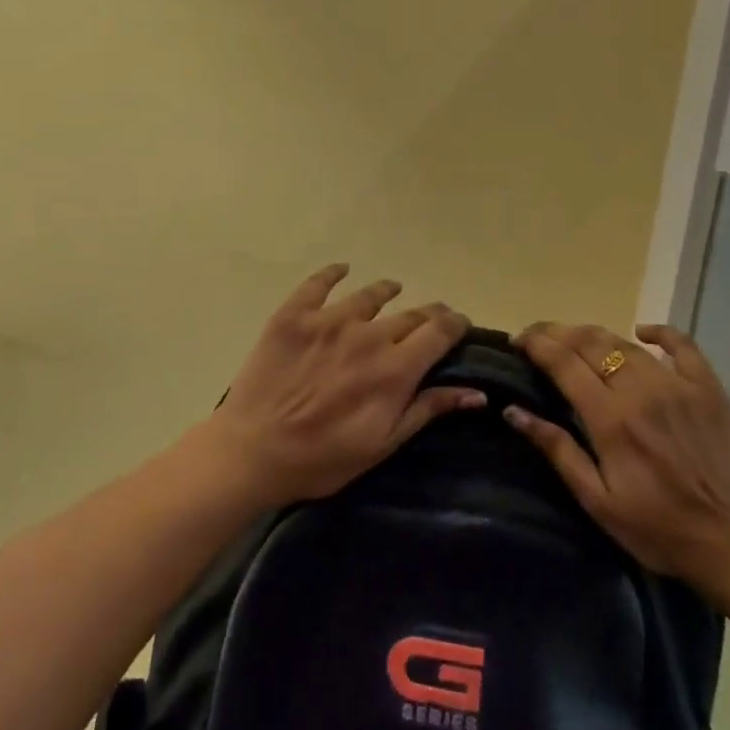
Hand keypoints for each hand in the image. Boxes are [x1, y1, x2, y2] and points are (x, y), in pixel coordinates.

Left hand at [204, 265, 481, 505]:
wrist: (252, 451)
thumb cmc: (322, 459)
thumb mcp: (383, 444)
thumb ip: (427, 410)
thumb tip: (476, 393)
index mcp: (395, 369)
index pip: (439, 332)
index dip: (455, 324)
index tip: (459, 326)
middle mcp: (368, 335)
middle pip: (411, 314)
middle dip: (428, 315)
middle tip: (430, 320)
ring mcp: (329, 320)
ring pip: (370, 294)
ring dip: (387, 292)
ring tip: (393, 289)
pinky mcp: (294, 315)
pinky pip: (318, 283)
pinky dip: (334, 273)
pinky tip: (342, 269)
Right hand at [505, 321, 729, 601]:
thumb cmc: (658, 529)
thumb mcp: (597, 501)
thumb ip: (557, 450)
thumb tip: (513, 411)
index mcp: (612, 419)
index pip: (564, 363)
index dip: (536, 345)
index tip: (517, 341)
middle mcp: (642, 391)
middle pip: (591, 343)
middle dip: (558, 333)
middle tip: (538, 336)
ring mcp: (678, 385)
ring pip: (626, 343)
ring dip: (595, 334)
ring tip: (575, 338)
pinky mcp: (708, 388)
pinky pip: (682, 345)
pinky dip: (659, 332)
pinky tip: (642, 331)